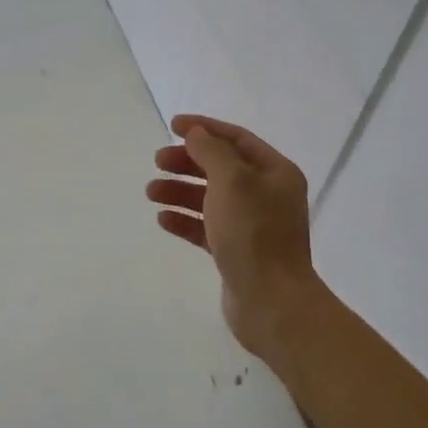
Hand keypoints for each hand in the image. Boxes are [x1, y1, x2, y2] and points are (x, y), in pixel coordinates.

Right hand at [147, 115, 323, 358]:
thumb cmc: (254, 234)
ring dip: (180, 191)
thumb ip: (211, 151)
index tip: (172, 125)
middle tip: (157, 161)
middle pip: (222, 168)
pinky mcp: (238, 252)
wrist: (271, 302)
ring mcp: (253, 226)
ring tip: (151, 192)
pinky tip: (163, 220)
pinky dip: (185, 220)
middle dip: (188, 162)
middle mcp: (267, 195)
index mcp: (276, 172)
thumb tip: (196, 134)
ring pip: (211, 198)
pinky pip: (207, 228)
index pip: (237, 139)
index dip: (204, 128)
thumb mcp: (232, 181)